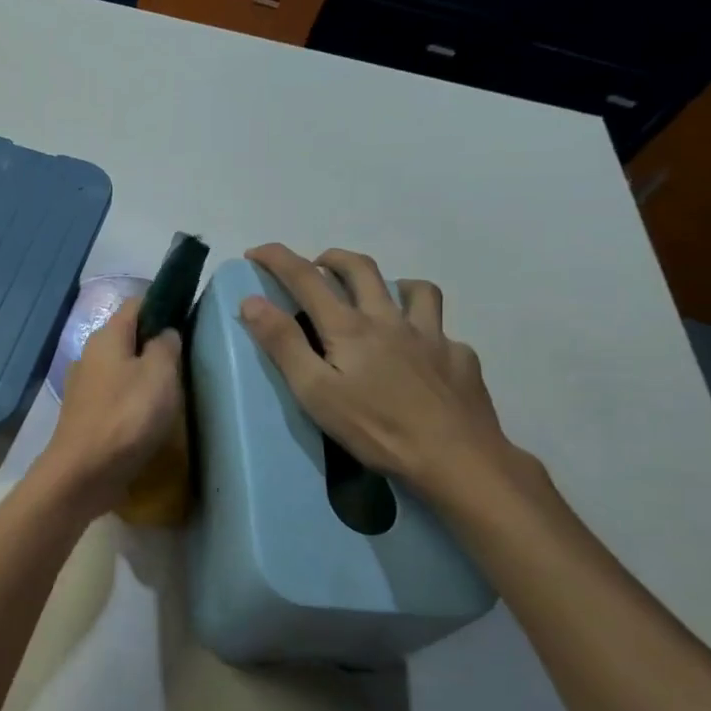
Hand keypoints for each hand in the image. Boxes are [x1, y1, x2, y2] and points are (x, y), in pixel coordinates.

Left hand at [39, 299, 183, 517]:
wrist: (84, 472)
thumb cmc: (126, 416)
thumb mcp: (159, 374)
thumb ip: (166, 346)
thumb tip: (166, 332)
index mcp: (107, 336)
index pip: (137, 304)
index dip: (163, 305)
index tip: (189, 318)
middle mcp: (91, 354)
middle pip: (129, 337)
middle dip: (156, 343)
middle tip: (187, 360)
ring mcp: (85, 385)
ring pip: (122, 367)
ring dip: (146, 374)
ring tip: (175, 390)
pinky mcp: (87, 414)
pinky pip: (116, 395)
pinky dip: (134, 399)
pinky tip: (151, 416)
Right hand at [240, 243, 517, 498]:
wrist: (457, 458)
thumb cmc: (376, 428)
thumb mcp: (315, 391)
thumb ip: (283, 344)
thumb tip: (251, 301)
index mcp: (349, 327)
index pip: (306, 278)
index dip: (278, 258)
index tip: (256, 251)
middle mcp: (390, 319)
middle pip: (361, 268)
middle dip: (332, 258)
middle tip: (316, 266)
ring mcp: (431, 335)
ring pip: (414, 289)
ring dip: (389, 283)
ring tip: (377, 298)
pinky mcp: (459, 357)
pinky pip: (441, 331)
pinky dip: (425, 330)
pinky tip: (421, 353)